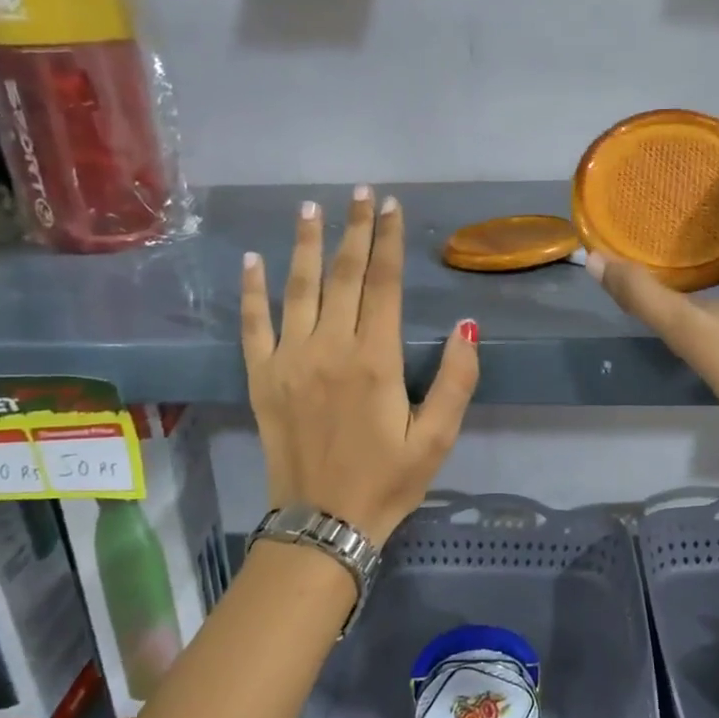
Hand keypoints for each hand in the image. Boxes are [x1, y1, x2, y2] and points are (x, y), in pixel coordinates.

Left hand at [242, 187, 478, 547]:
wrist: (322, 524)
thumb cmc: (387, 482)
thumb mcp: (437, 439)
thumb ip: (457, 382)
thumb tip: (466, 328)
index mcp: (375, 360)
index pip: (383, 284)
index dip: (388, 241)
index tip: (392, 207)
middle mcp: (330, 348)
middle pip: (343, 276)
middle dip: (354, 230)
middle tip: (361, 194)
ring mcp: (289, 359)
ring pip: (298, 288)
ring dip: (307, 245)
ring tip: (311, 208)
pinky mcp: (261, 377)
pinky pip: (254, 324)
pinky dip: (252, 290)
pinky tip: (252, 260)